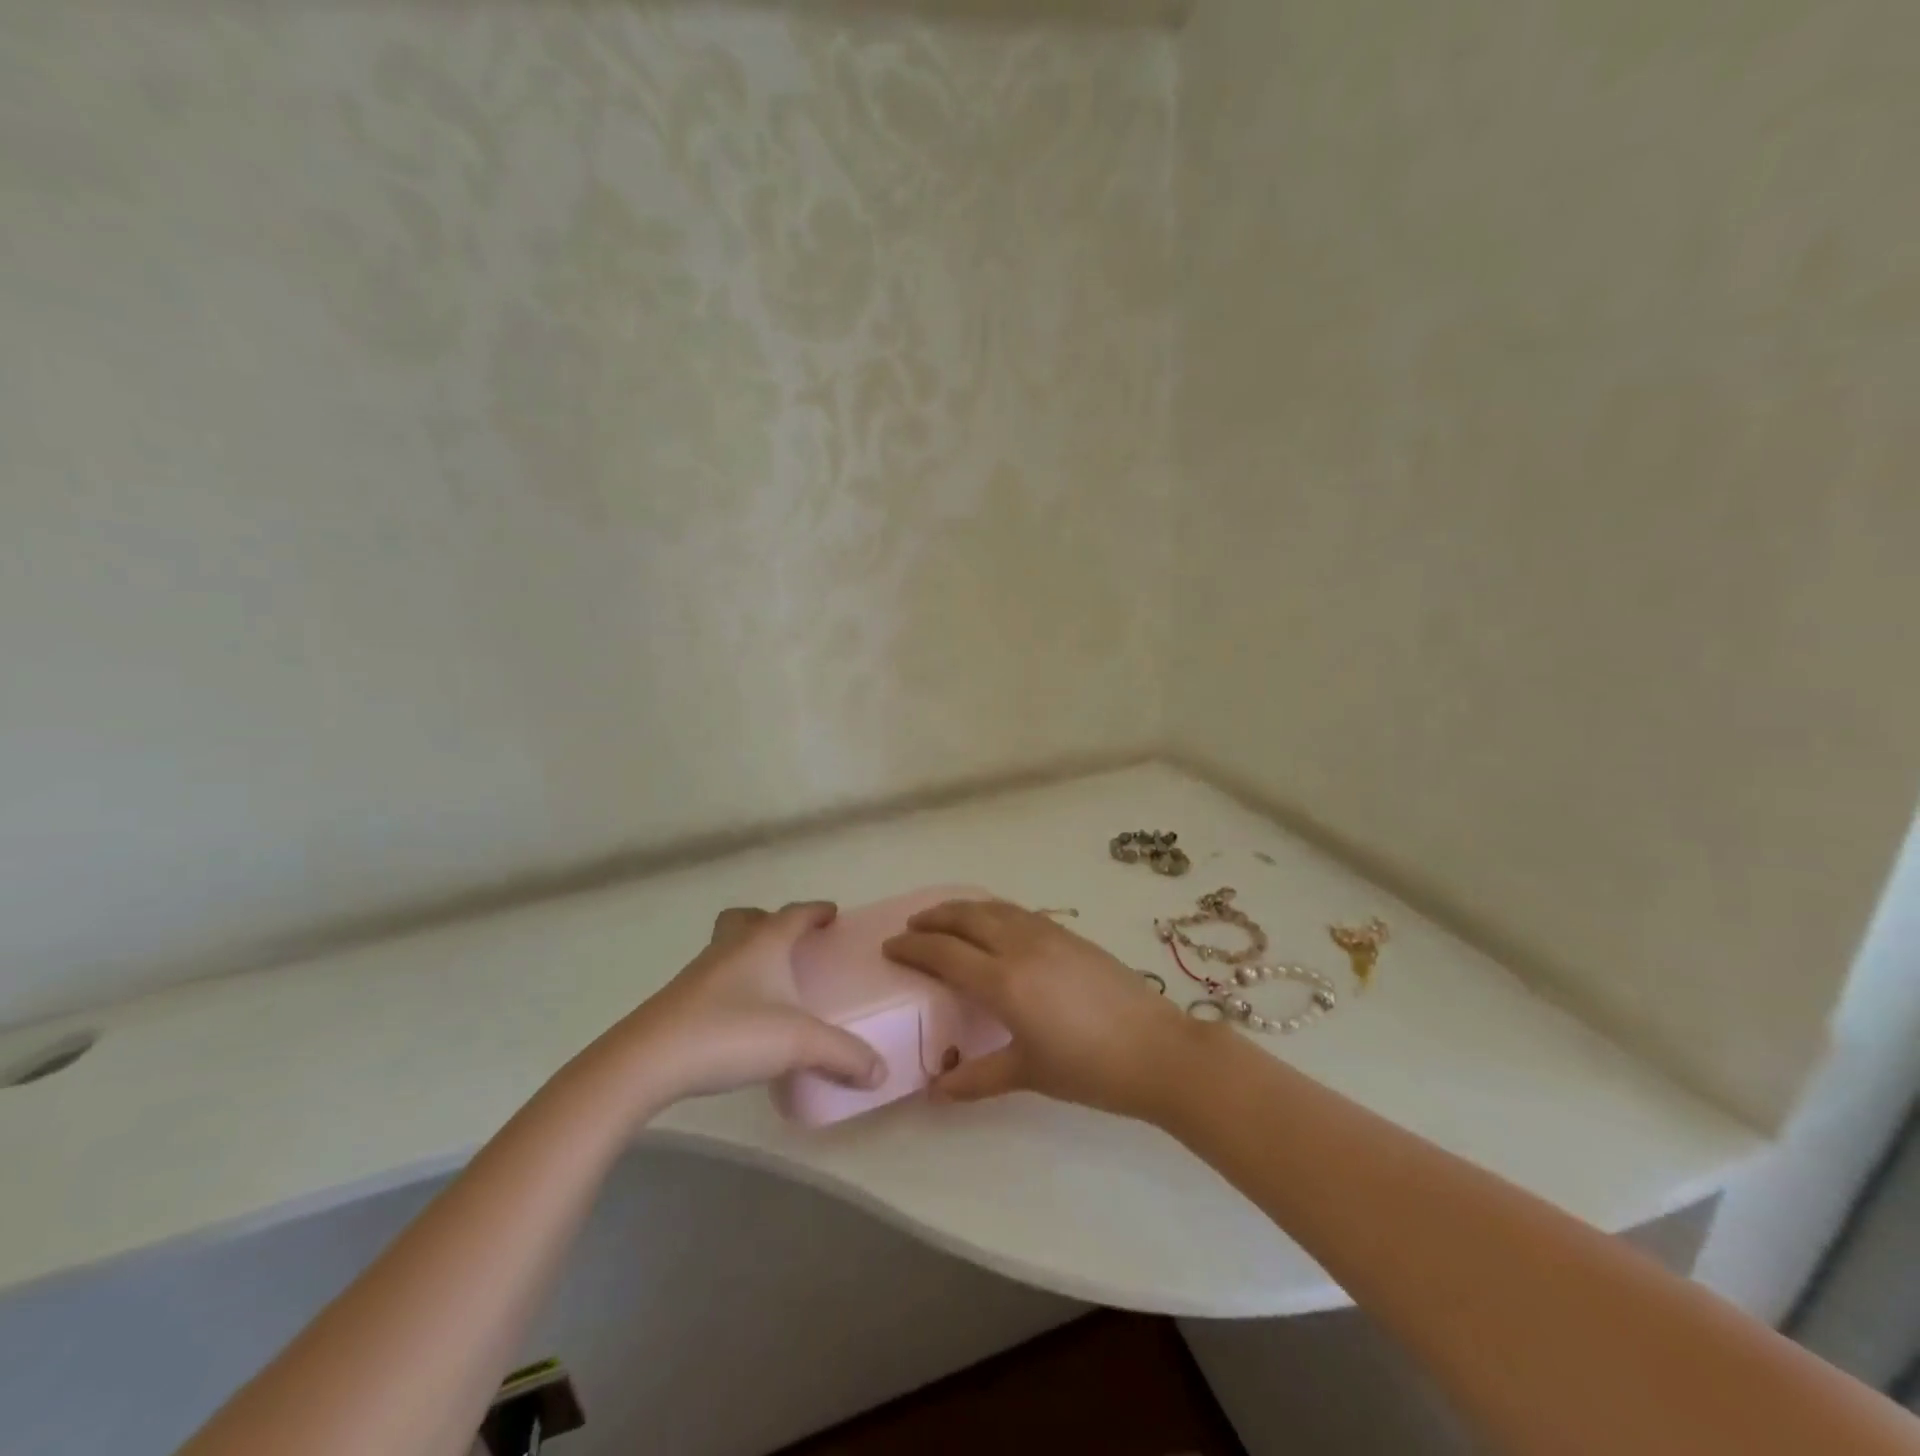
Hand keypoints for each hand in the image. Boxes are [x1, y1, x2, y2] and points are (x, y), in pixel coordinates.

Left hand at [583, 902, 885, 1108]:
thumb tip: (881, 1071)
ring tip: (768, 980)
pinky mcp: (679, 1001)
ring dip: (747, 951)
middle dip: (771, 921)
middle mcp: (730, 947)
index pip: (794, 913)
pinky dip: (730, 982)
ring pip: (726, 945)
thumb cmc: (731, 1033)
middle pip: (748, 918)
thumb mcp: (799, 1044)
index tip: (832, 912)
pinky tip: (740, 1014)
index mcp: (762, 942)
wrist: (648, 1061)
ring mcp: (700, 973)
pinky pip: (712, 977)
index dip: (816, 911)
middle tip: (791, 940)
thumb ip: (844, 1055)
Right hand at [883, 899, 1200, 1121]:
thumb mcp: (1029, 1074)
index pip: (945, 953)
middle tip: (912, 926)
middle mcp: (1021, 947)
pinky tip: (995, 924)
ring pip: (994, 908)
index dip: (913, 947)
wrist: (1158, 1050)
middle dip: (933, 918)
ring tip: (946, 918)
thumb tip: (937, 1090)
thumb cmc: (1090, 1069)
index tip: (891, 947)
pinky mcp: (1071, 934)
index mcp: (1004, 982)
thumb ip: (978, 1077)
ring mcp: (1049, 934)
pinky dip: (994, 911)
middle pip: (966, 917)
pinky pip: (1019, 912)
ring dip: (963, 909)